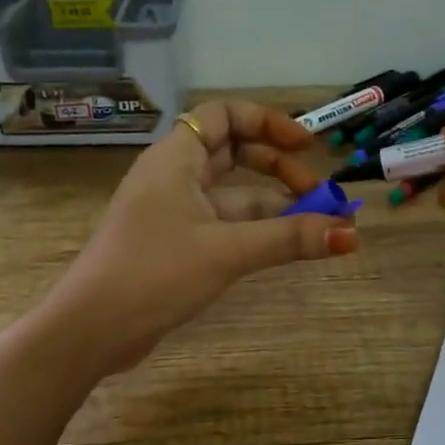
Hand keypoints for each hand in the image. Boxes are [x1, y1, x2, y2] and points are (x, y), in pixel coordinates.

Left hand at [44, 100, 358, 371]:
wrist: (92, 329)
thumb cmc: (155, 273)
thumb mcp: (227, 251)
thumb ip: (290, 239)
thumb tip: (351, 235)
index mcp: (176, 158)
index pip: (224, 116)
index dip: (268, 123)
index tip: (307, 146)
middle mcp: (173, 177)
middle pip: (233, 153)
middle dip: (277, 168)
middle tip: (316, 193)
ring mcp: (172, 212)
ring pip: (231, 195)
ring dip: (272, 206)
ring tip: (317, 227)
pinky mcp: (174, 245)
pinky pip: (222, 225)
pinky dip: (254, 231)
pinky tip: (284, 248)